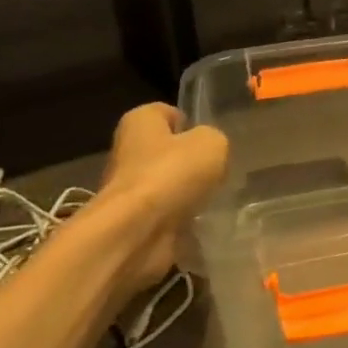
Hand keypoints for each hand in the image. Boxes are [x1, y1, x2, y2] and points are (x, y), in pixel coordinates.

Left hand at [90, 103, 227, 298]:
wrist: (136, 233)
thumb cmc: (171, 174)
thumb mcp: (211, 143)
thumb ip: (215, 141)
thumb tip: (210, 153)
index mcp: (140, 122)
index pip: (168, 114)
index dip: (191, 124)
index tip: (210, 142)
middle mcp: (129, 151)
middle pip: (169, 152)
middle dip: (193, 163)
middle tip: (219, 171)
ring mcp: (130, 189)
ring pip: (170, 185)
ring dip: (190, 193)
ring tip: (214, 198)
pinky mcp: (135, 221)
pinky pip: (168, 214)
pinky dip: (184, 219)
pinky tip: (203, 221)